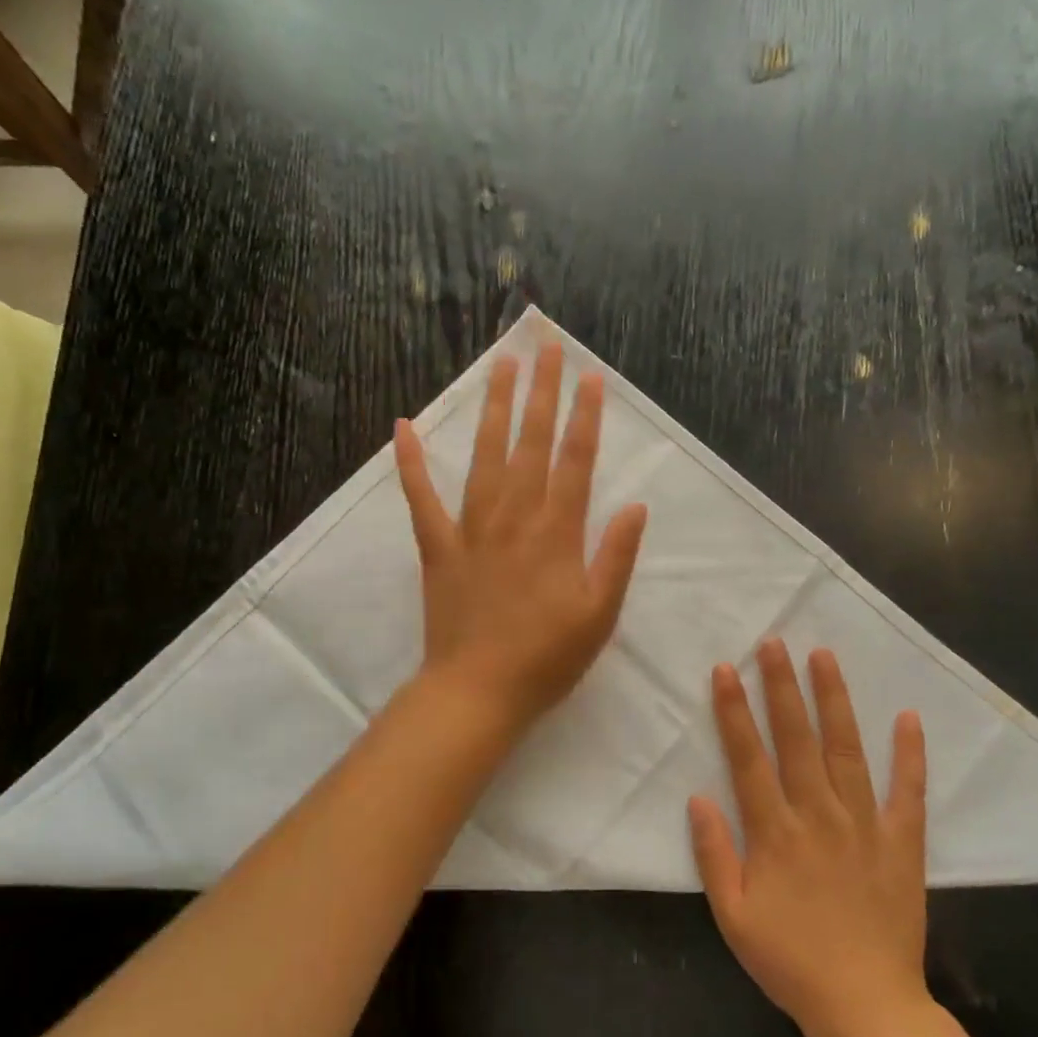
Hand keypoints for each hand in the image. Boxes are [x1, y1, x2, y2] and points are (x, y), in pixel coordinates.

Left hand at [394, 342, 647, 729]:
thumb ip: (617, 557)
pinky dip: (411, 462)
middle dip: (542, 392)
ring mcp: (471, 529)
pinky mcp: (437, 547)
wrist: (478, 690)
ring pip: (484, 456)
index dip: (585, 417)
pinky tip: (402, 426)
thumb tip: (635, 507)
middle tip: (546, 346)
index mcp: (556, 533)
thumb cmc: (547, 658)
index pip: (575, 461)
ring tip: (501, 366)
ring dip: (494, 408)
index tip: (590, 377)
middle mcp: (514, 518)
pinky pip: (421, 498)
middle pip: (530, 443)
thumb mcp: (600, 614)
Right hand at [689, 640, 931, 1036]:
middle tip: (774, 642)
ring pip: (846, 750)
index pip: (748, 757)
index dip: (734, 711)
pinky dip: (909, 754)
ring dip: (834, 701)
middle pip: (796, 739)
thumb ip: (714, 854)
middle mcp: (818, 815)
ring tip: (824, 657)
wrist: (866, 1005)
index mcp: (775, 832)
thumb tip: (698, 797)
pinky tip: (907, 717)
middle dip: (781, 687)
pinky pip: (907, 791)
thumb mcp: (732, 916)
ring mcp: (865, 825)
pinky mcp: (902, 841)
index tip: (726, 670)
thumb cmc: (790, 960)